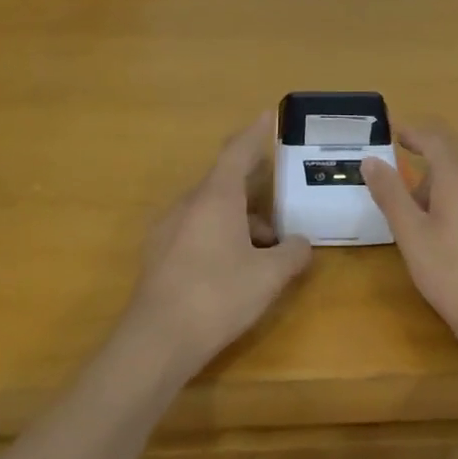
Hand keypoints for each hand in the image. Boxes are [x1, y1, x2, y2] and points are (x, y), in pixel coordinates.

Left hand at [126, 112, 311, 374]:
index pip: (237, 152)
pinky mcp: (158, 256)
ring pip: (211, 211)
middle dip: (255, 194)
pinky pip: (196, 231)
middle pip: (225, 184)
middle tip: (281, 207)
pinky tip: (235, 269)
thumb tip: (302, 244)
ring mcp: (168, 230)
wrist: (155, 342)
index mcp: (216, 197)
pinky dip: (220, 237)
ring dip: (240, 221)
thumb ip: (292, 254)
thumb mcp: (269, 276)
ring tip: (266, 251)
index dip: (254, 134)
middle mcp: (188, 204)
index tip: (266, 115)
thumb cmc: (217, 296)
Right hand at [361, 122, 457, 371]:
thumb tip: (371, 161)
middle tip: (412, 220)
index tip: (397, 136)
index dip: (414, 133)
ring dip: (452, 200)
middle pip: (453, 168)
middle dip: (429, 184)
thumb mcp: (411, 236)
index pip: (436, 138)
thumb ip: (391, 193)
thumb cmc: (452, 276)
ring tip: (441, 241)